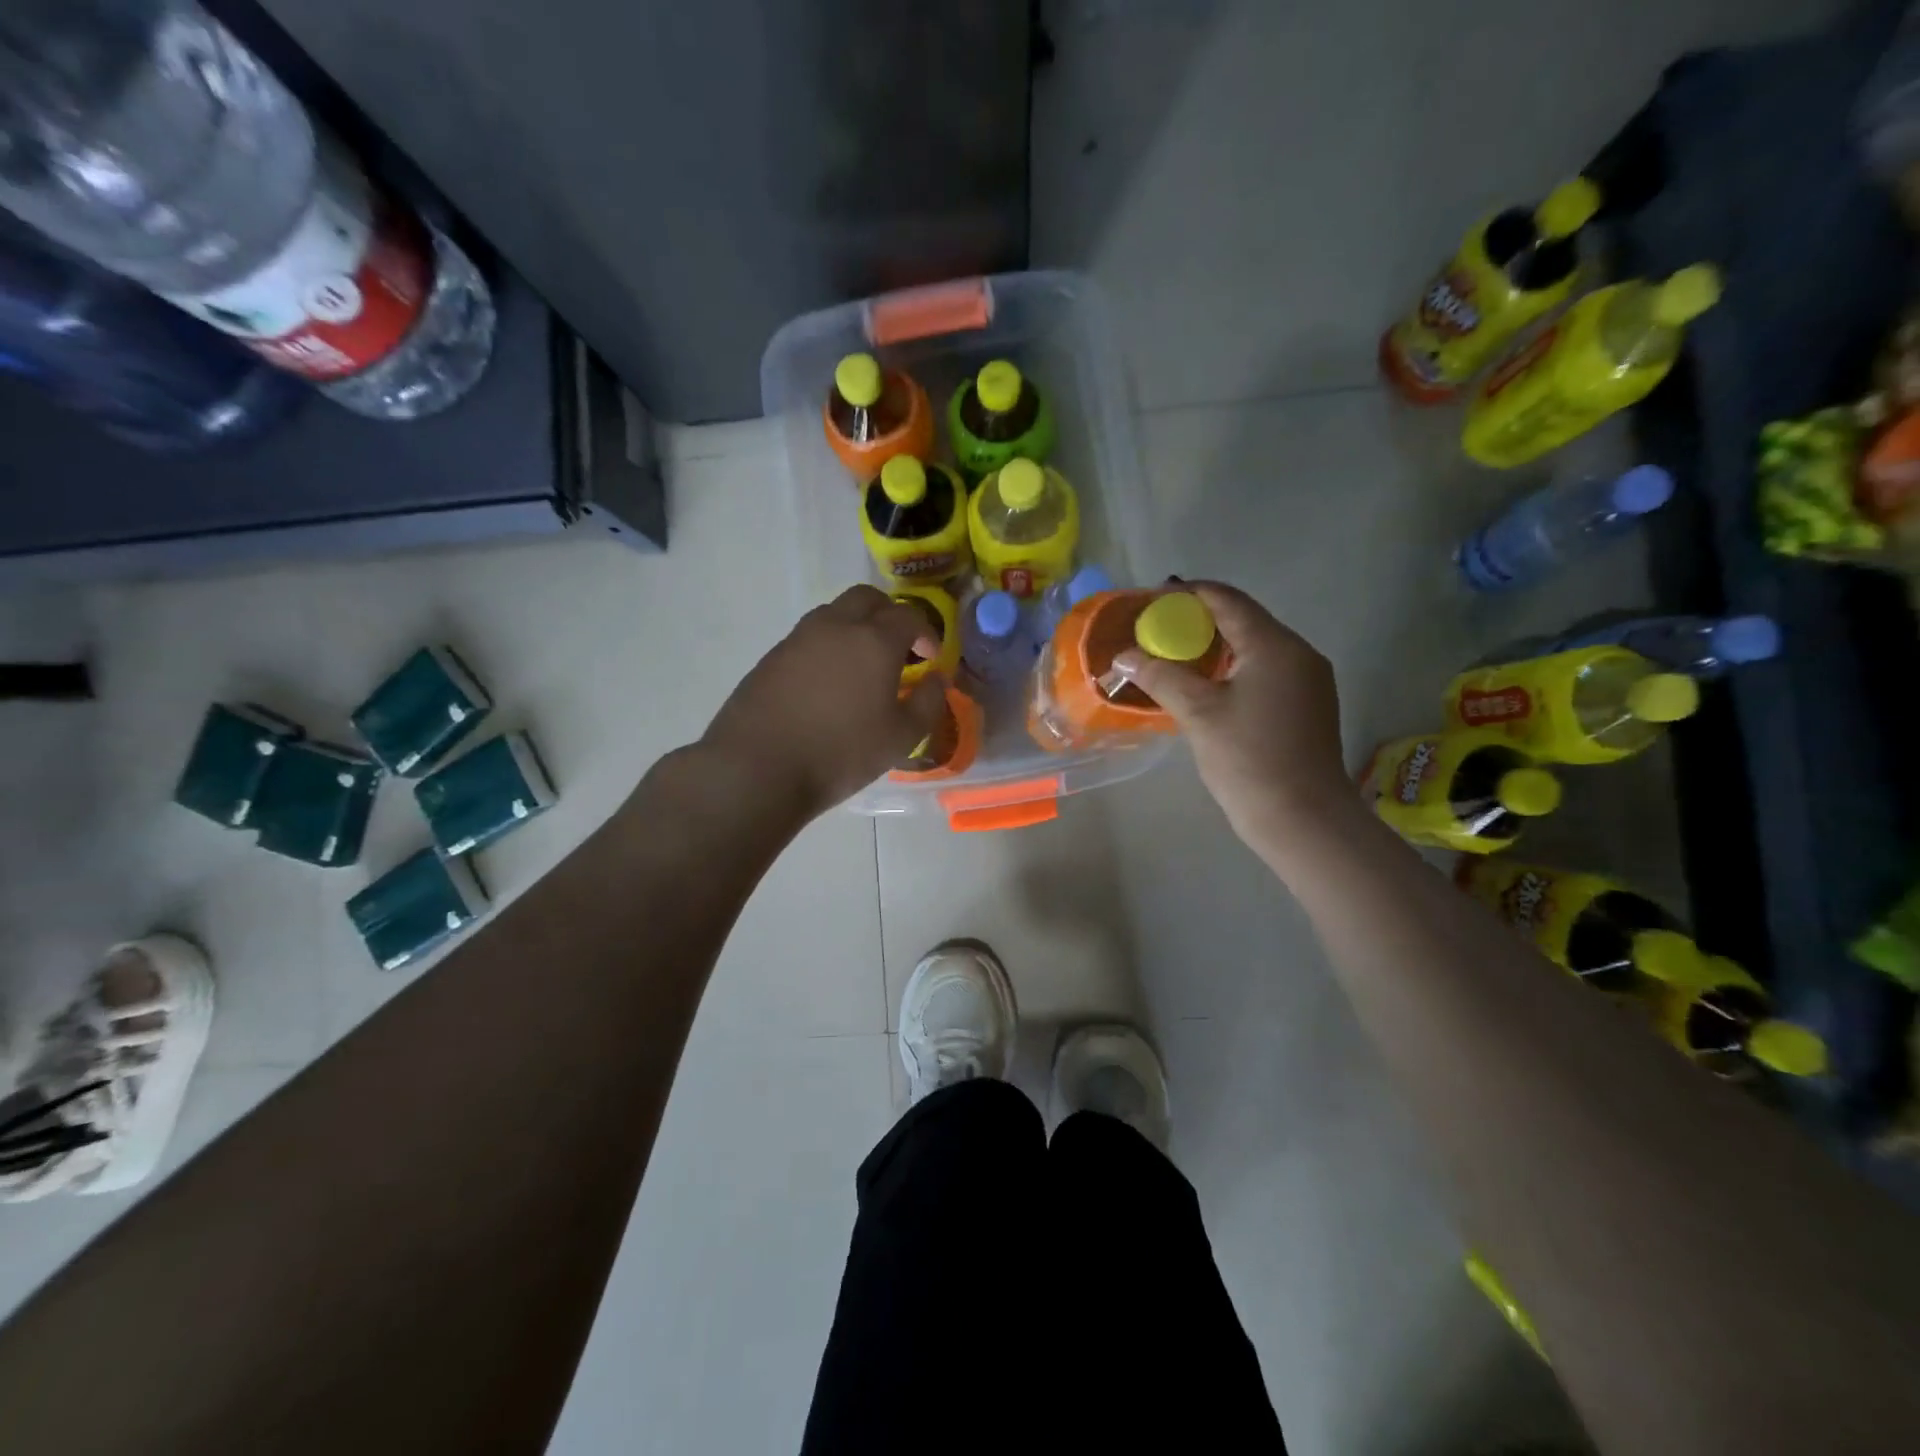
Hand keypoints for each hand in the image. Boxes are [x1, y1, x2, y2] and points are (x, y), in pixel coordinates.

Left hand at [701, 585, 946, 820]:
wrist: (758, 767)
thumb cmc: (840, 753)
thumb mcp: (900, 738)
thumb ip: (927, 703)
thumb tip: (936, 680)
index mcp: (873, 640)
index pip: (909, 616)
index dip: (926, 632)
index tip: (930, 657)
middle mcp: (835, 626)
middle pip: (867, 598)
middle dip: (889, 615)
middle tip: (898, 649)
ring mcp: (798, 638)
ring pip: (834, 613)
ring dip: (855, 627)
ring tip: (862, 666)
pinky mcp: (772, 656)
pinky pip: (809, 637)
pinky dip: (828, 647)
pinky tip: (828, 684)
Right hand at [1114, 582, 1357, 850]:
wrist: (1303, 819)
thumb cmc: (1249, 759)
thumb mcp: (1198, 713)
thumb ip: (1160, 676)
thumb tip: (1124, 656)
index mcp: (1275, 646)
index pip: (1228, 600)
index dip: (1188, 594)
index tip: (1152, 600)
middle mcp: (1298, 654)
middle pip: (1243, 621)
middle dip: (1198, 621)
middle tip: (1157, 632)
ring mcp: (1307, 681)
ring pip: (1254, 648)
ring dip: (1214, 647)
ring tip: (1173, 657)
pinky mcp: (1306, 706)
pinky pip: (1264, 671)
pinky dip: (1232, 669)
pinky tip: (1205, 687)